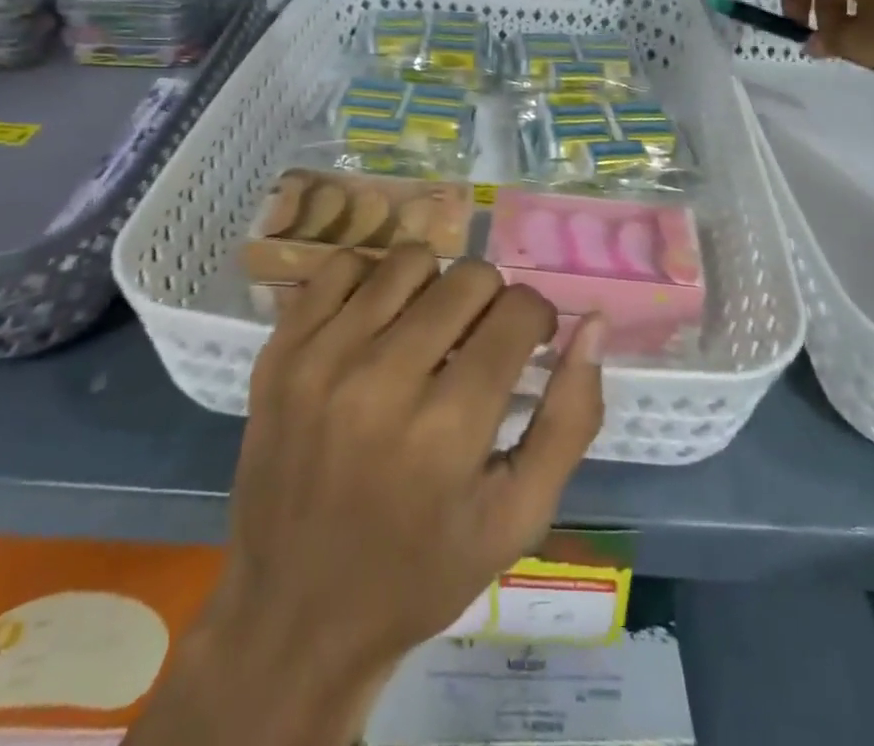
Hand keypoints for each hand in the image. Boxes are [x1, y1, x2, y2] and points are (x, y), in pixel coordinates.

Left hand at [131, 246, 606, 745]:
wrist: (293, 613)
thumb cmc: (421, 570)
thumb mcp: (517, 517)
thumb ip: (570, 418)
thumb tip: (592, 324)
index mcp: (447, 429)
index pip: (518, 312)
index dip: (536, 319)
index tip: (528, 344)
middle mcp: (381, 380)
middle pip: (468, 277)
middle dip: (491, 301)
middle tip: (478, 343)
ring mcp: (321, 359)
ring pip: (409, 260)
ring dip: (434, 287)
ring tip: (427, 332)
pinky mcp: (280, 351)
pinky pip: (341, 267)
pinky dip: (371, 284)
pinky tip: (377, 326)